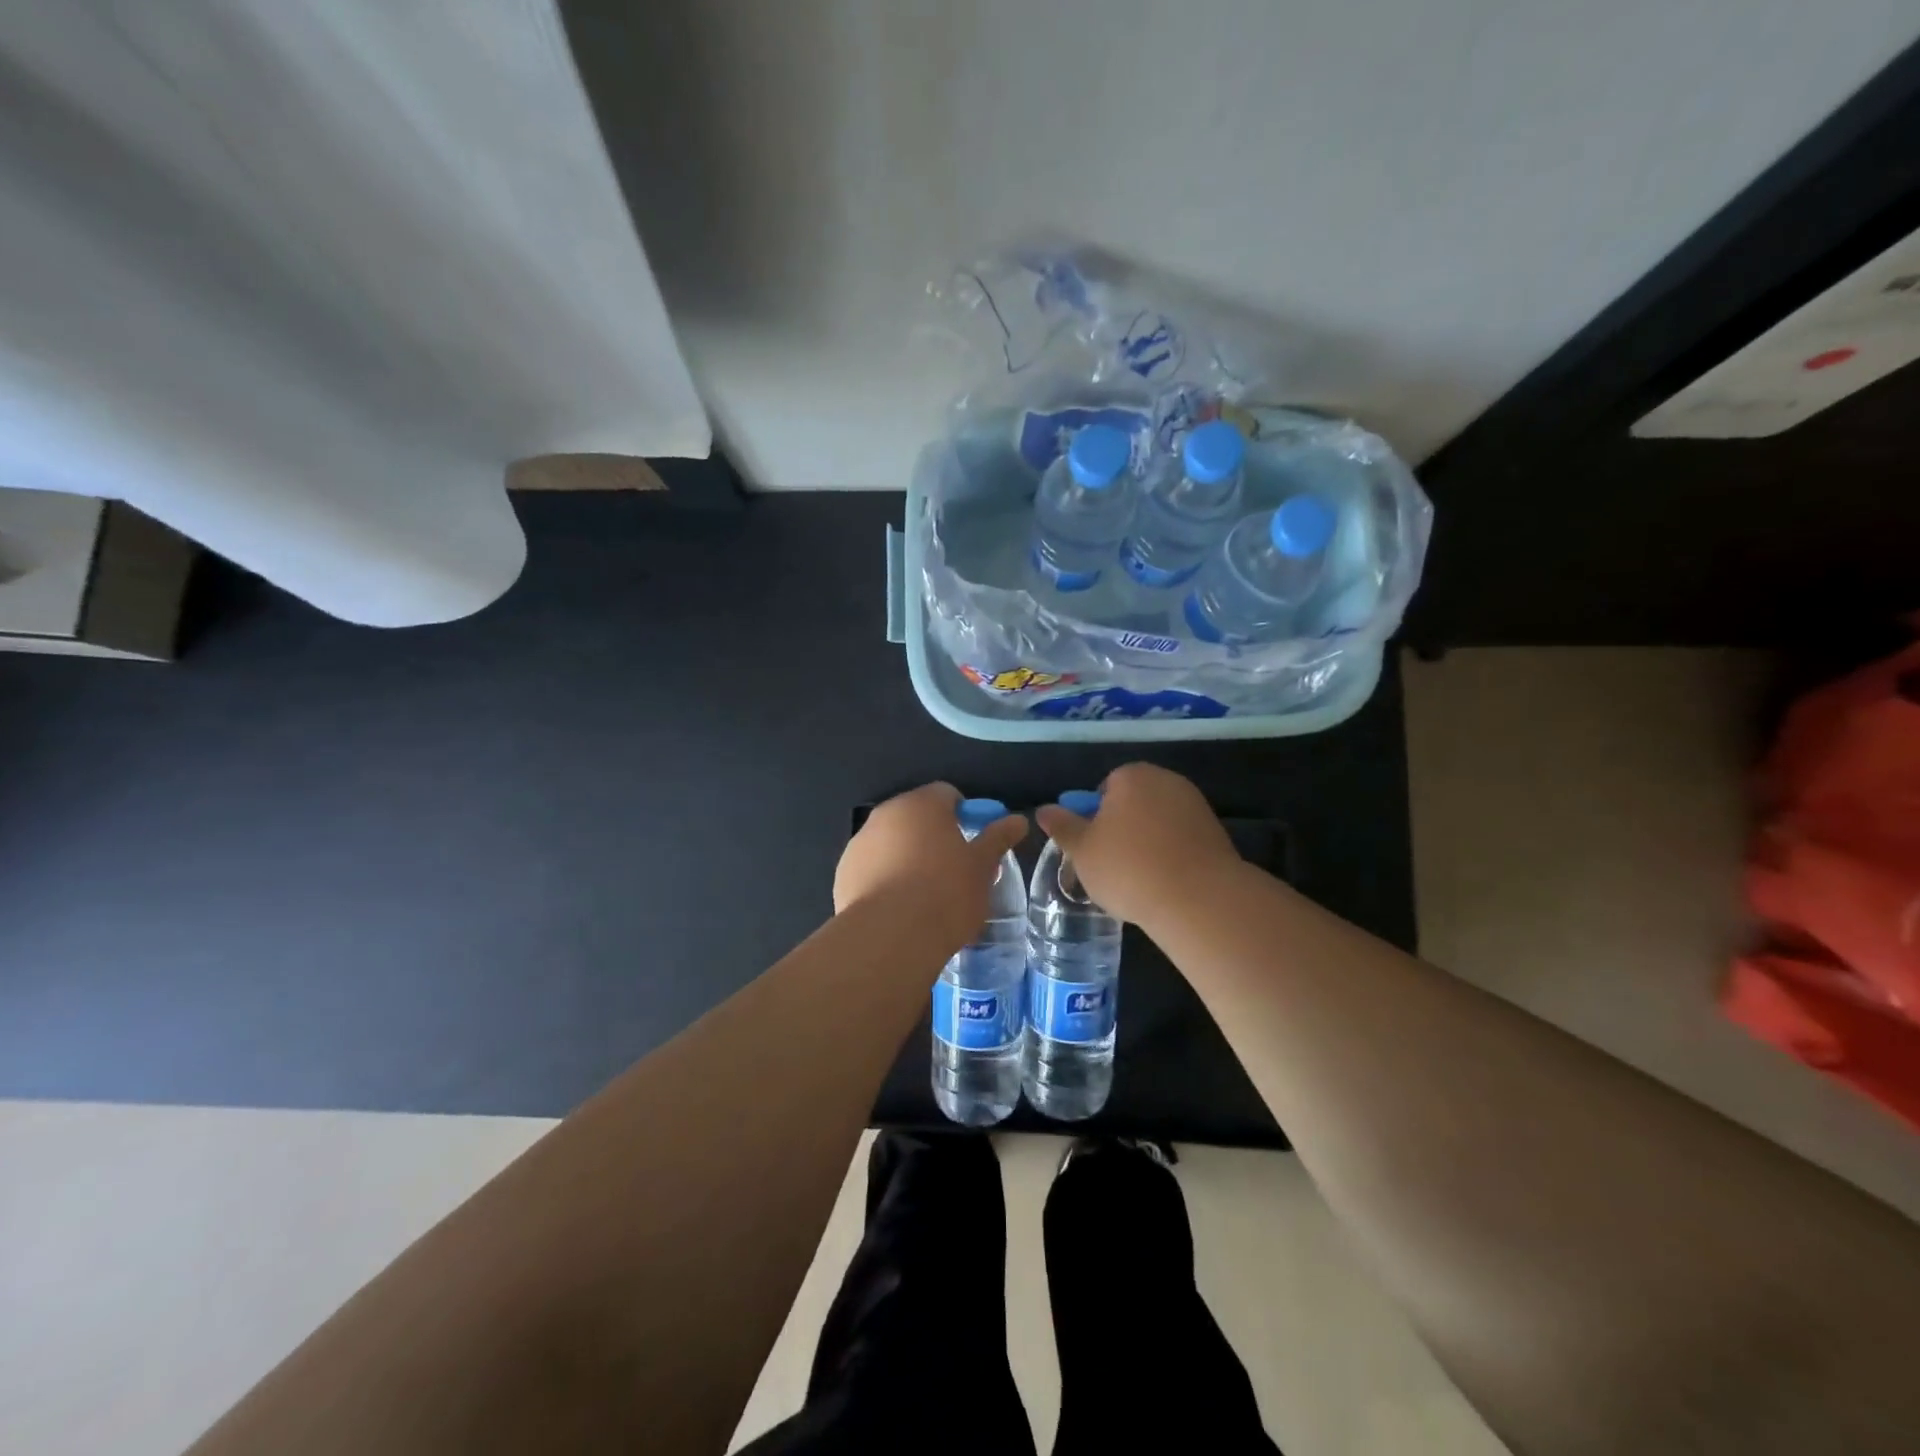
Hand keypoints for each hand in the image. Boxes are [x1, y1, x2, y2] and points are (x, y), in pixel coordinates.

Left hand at [835, 783, 1027, 948]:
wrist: (890, 937)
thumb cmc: (945, 893)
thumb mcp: (982, 866)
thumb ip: (998, 838)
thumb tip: (1018, 820)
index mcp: (921, 804)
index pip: (947, 794)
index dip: (965, 815)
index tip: (975, 844)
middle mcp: (886, 814)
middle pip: (917, 818)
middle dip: (935, 837)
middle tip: (955, 871)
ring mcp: (860, 843)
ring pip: (892, 843)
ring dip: (908, 857)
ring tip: (926, 895)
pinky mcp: (844, 874)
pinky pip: (872, 868)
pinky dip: (886, 879)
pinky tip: (899, 909)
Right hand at [1034, 763, 1240, 929]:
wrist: (1199, 900)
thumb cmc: (1128, 868)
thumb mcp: (1082, 850)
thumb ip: (1062, 827)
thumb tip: (1044, 809)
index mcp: (1132, 776)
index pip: (1104, 789)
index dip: (1094, 818)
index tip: (1092, 848)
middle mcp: (1166, 781)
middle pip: (1132, 803)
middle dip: (1121, 829)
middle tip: (1110, 866)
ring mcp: (1196, 805)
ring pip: (1158, 823)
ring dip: (1146, 843)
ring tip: (1138, 881)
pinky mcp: (1216, 833)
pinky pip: (1181, 840)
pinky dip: (1171, 856)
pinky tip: (1164, 884)